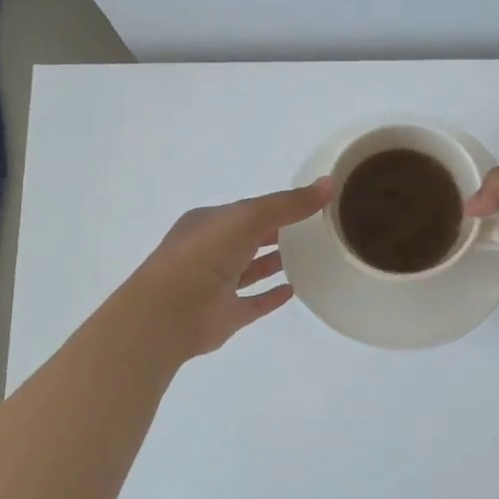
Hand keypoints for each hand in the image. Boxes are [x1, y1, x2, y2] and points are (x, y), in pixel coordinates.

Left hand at [128, 178, 332, 358]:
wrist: (169, 314)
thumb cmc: (204, 255)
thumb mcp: (248, 217)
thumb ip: (288, 203)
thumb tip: (329, 183)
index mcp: (209, 223)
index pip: (246, 211)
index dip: (276, 207)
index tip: (309, 206)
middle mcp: (210, 251)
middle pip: (248, 238)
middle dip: (276, 233)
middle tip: (315, 230)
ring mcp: (216, 285)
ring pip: (250, 270)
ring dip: (274, 262)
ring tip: (310, 257)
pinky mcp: (224, 316)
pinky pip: (253, 302)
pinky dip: (271, 296)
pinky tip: (294, 291)